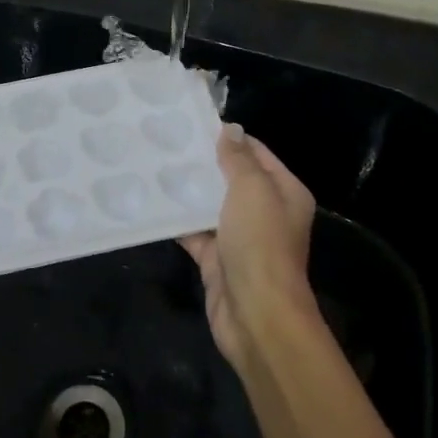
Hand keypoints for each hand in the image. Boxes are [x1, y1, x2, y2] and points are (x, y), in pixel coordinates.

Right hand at [179, 124, 318, 366]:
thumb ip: (238, 158)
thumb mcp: (252, 190)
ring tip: (155, 165)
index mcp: (284, 192)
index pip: (256, 153)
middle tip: (167, 141)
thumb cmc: (260, 243)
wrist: (256, 315)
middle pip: (232, 179)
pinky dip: (177, 221)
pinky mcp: (217, 260)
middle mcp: (266, 213)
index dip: (229, 138)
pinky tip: (152, 203)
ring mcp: (241, 238)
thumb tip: (230, 128)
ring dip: (188, 191)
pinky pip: (194, 233)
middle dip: (204, 163)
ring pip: (211, 206)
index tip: (194, 123)